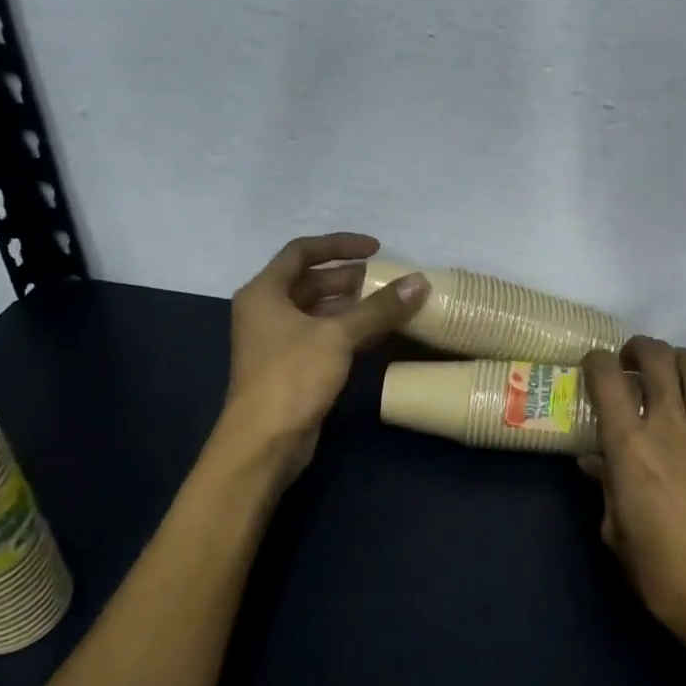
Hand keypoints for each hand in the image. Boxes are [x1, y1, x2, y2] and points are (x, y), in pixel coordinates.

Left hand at [220, 233, 427, 482]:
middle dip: (351, 279)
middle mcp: (267, 310)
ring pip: (320, 311)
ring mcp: (278, 341)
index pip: (302, 252)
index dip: (339, 245)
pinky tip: (380, 334)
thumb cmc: (293, 377)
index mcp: (265, 292)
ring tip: (392, 305)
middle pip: (312, 282)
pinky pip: (324, 336)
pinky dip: (350, 331)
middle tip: (390, 281)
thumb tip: (420, 282)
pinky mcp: (292, 366)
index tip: (376, 249)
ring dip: (354, 306)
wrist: (265, 441)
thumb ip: (379, 308)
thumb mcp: (338, 336)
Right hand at [580, 337, 685, 655]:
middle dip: (640, 348)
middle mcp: (669, 424)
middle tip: (633, 362)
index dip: (596, 361)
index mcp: (629, 445)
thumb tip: (596, 462)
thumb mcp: (616, 531)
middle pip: (657, 357)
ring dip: (679, 361)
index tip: (593, 366)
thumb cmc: (662, 571)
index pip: (607, 377)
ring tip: (672, 374)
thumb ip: (606, 486)